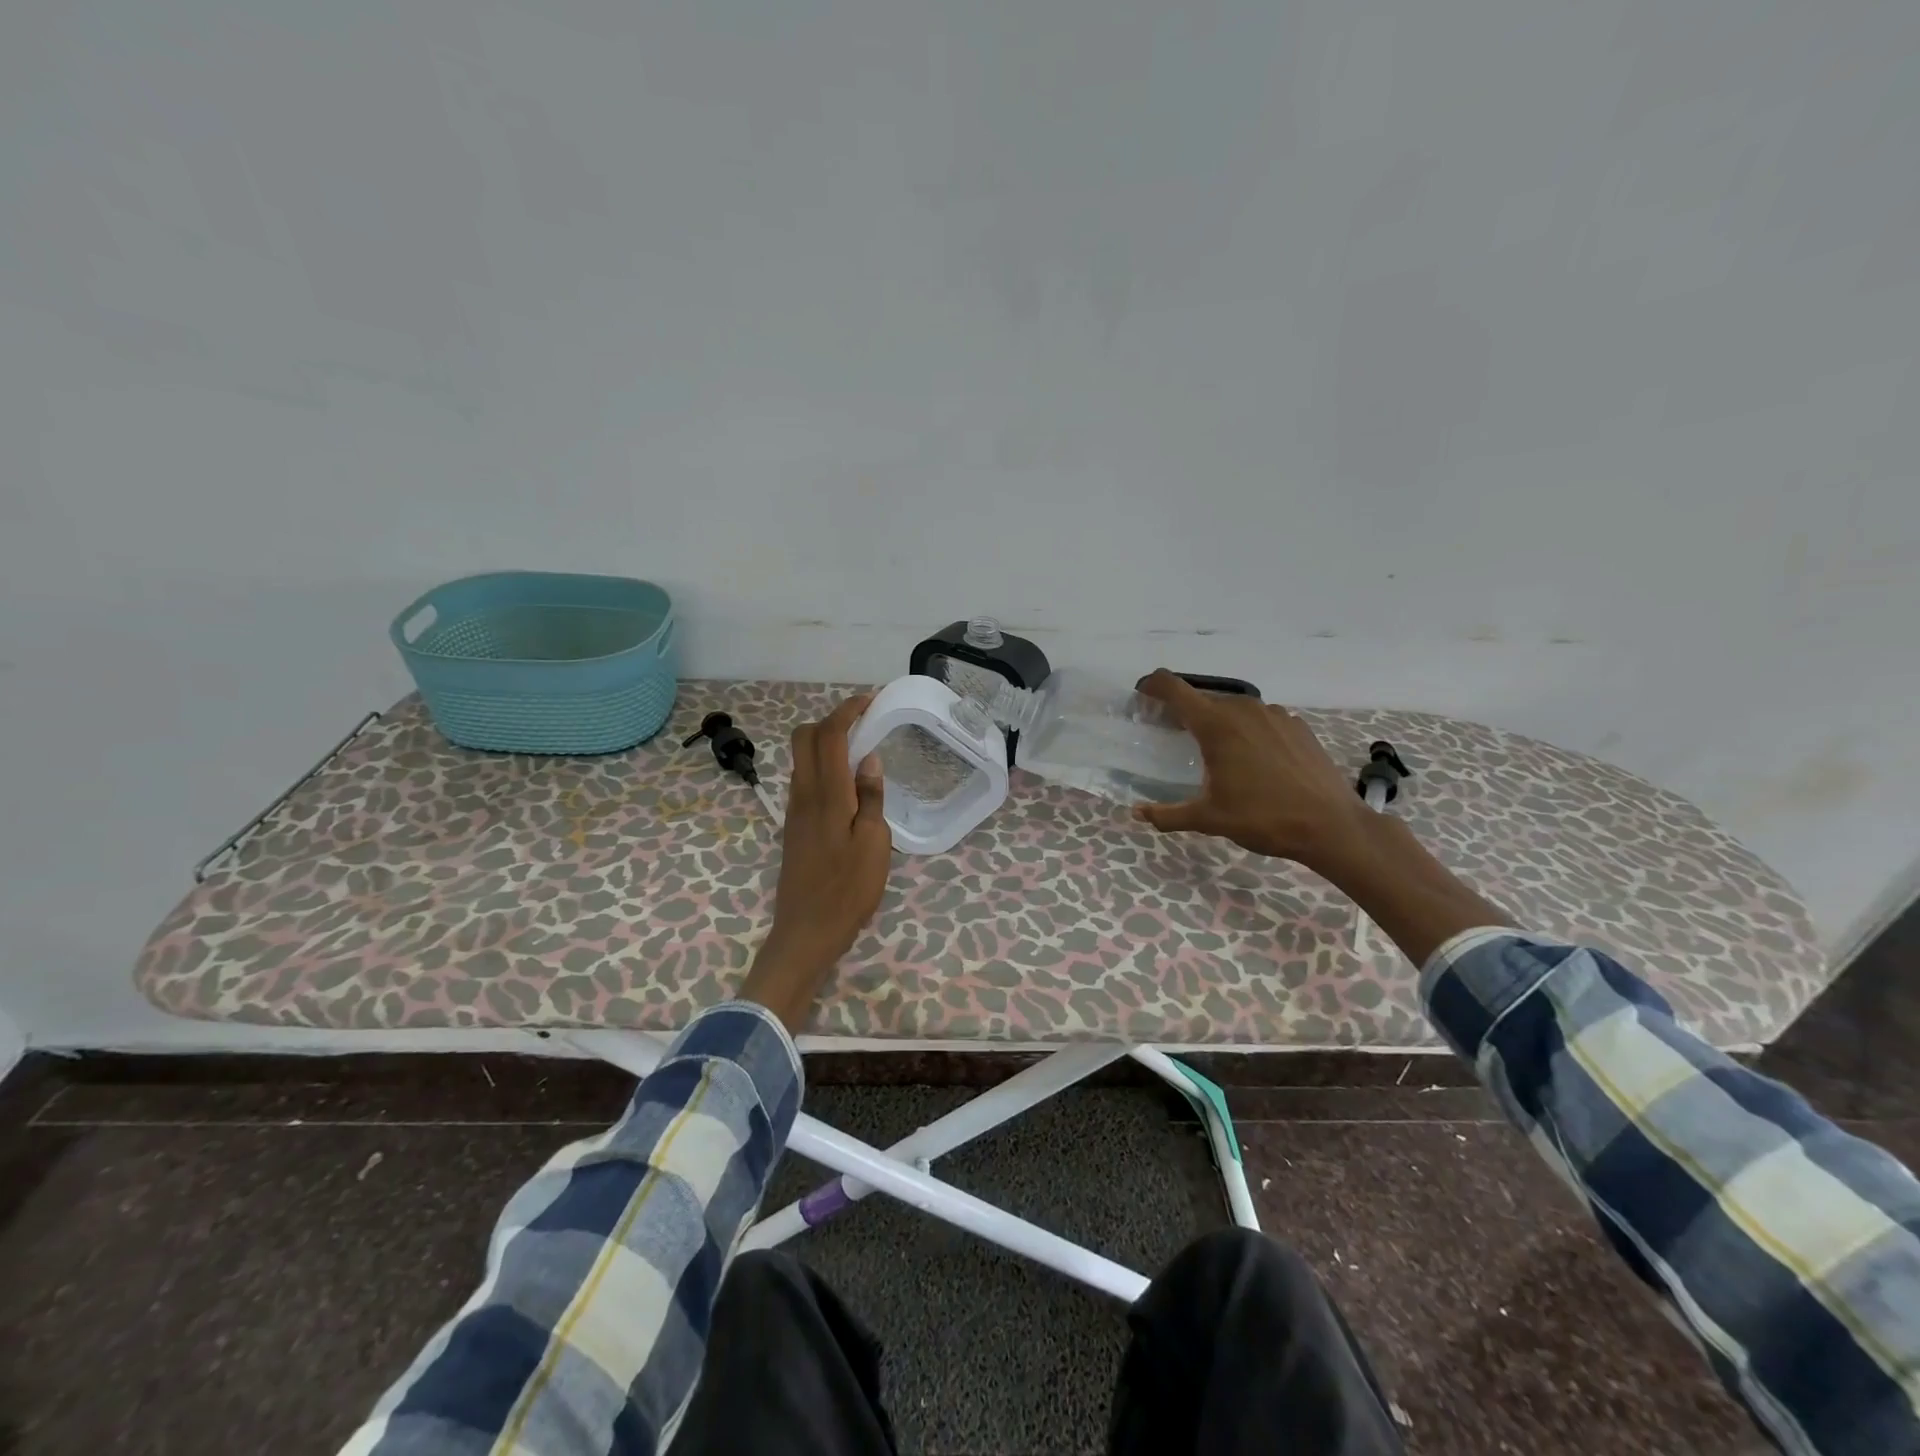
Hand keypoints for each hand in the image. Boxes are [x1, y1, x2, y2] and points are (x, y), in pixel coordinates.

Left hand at [738, 693, 892, 1029]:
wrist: (806, 932)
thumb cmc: (847, 890)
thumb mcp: (874, 844)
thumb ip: (871, 798)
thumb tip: (868, 759)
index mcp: (825, 795)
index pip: (828, 736)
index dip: (846, 711)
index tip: (869, 700)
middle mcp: (803, 795)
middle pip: (804, 739)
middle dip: (831, 720)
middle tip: (863, 722)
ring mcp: (794, 811)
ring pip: (802, 759)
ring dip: (826, 742)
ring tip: (861, 748)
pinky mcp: (794, 827)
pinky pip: (804, 780)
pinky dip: (823, 765)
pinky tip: (848, 783)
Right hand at [1129, 669, 1369, 872]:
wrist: (1331, 826)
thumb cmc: (1263, 818)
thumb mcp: (1209, 819)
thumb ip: (1167, 814)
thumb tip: (1137, 813)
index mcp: (1216, 725)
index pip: (1175, 688)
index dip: (1153, 685)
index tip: (1142, 694)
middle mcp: (1244, 709)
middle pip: (1203, 699)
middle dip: (1184, 712)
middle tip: (1173, 735)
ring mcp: (1275, 714)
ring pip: (1234, 708)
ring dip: (1218, 721)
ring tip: (1216, 750)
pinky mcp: (1297, 725)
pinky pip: (1261, 719)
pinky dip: (1247, 730)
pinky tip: (1254, 759)